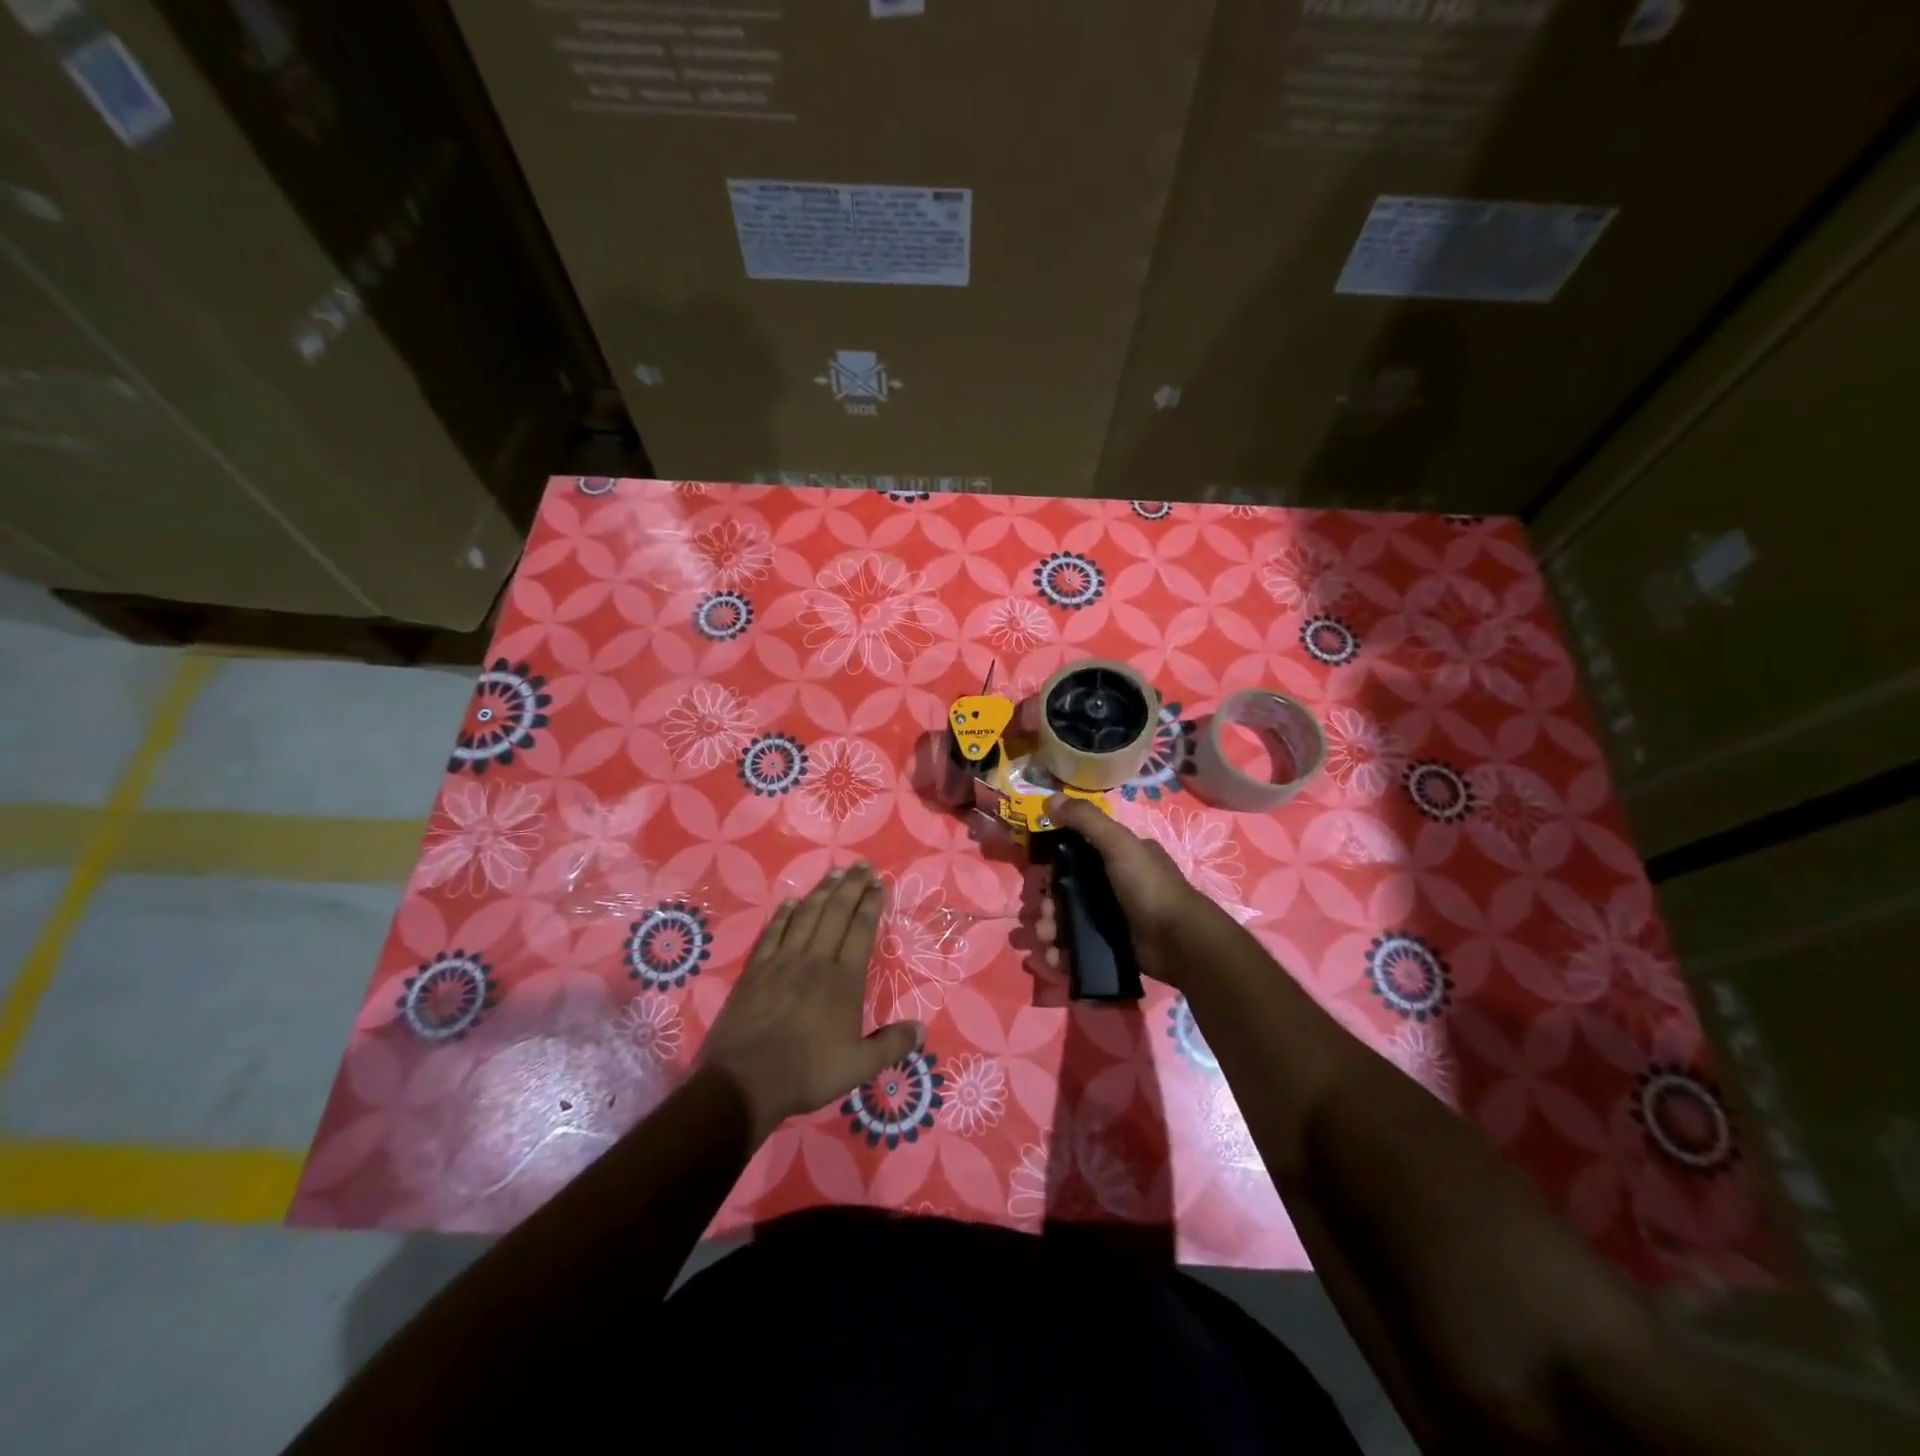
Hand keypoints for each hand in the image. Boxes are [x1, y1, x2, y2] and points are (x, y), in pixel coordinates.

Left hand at [700, 863, 924, 1144]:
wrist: (745, 1080)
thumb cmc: (807, 1072)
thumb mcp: (859, 1067)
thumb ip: (891, 1045)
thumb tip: (922, 1029)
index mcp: (844, 980)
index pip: (861, 930)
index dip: (872, 904)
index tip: (879, 883)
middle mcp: (816, 960)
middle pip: (836, 913)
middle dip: (851, 886)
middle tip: (861, 865)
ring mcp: (782, 961)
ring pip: (806, 916)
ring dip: (821, 892)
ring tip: (834, 874)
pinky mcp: (756, 970)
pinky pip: (773, 932)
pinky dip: (783, 914)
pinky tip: (790, 902)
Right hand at [1034, 794, 1222, 989]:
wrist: (1178, 941)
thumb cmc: (1148, 886)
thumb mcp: (1119, 844)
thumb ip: (1086, 820)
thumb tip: (1050, 797)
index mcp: (1119, 855)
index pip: (1076, 853)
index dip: (1052, 864)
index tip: (1038, 877)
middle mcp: (1114, 882)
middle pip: (1067, 889)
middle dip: (1048, 903)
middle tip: (1042, 916)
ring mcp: (1112, 915)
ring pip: (1068, 918)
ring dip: (1050, 928)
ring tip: (1047, 939)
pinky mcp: (1110, 944)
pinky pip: (1077, 945)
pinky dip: (1061, 950)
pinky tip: (1054, 956)